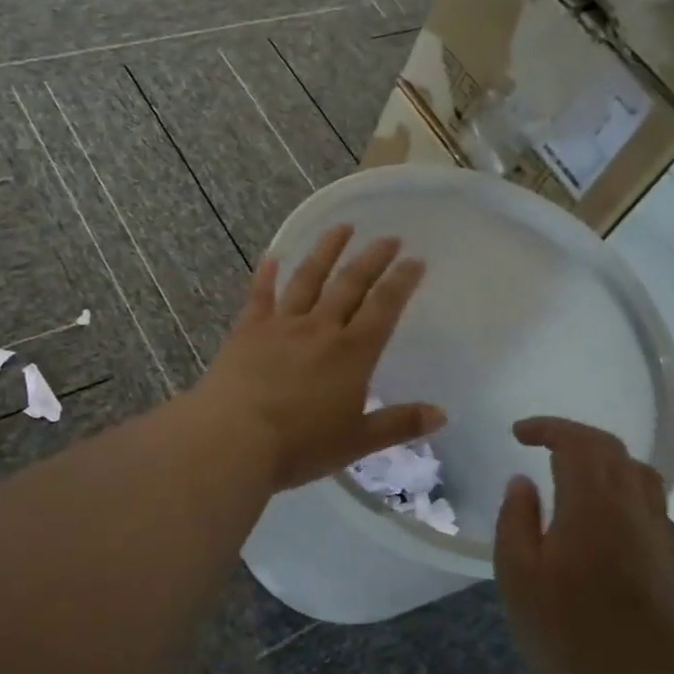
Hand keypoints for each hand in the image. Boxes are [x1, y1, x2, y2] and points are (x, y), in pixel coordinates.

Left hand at [196, 225, 443, 491]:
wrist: (233, 438)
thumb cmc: (299, 445)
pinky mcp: (247, 330)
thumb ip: (398, 425)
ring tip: (342, 228)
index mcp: (352, 353)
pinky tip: (272, 257)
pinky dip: (266, 275)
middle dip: (372, 259)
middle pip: (350, 284)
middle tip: (389, 238)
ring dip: (326, 251)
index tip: (415, 260)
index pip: (384, 307)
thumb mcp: (357, 442)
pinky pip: (260, 295)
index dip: (402, 281)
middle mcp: (320, 328)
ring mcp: (281, 325)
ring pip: (308, 278)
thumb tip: (441, 415)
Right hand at [495, 417, 673, 673]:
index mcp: (591, 507)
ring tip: (574, 468)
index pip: (577, 444)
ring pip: (639, 471)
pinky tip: (605, 508)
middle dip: (574, 436)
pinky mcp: (669, 558)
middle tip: (540, 442)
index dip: (548, 429)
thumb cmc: (561, 632)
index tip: (518, 433)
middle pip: (612, 449)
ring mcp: (657, 533)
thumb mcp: (516, 575)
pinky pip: (651, 500)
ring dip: (604, 457)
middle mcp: (631, 509)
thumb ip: (516, 519)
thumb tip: (522, 482)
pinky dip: (624, 485)